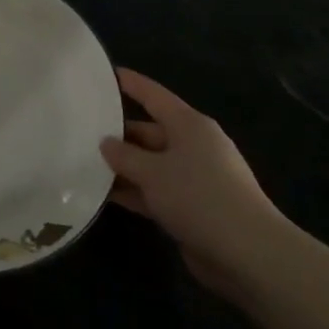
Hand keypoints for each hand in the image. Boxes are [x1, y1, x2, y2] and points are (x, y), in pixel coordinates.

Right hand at [100, 68, 295, 297]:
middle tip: (81, 131)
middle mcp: (193, 146)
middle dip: (118, 134)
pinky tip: (104, 196)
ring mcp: (194, 179)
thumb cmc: (199, 197)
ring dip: (123, 167)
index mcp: (189, 125)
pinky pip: (155, 191)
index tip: (105, 73)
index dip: (131, 83)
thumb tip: (106, 143)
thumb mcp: (153, 173)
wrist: (248, 254)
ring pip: (150, 164)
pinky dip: (134, 192)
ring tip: (84, 163)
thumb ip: (125, 156)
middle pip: (149, 131)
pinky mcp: (192, 208)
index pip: (154, 95)